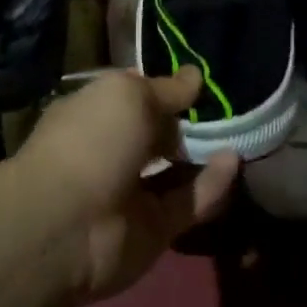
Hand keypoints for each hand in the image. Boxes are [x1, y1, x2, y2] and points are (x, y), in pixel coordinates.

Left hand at [17, 66, 237, 303]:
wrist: (66, 226)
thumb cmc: (91, 141)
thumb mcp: (129, 95)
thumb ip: (167, 89)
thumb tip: (195, 76)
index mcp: (93, 115)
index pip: (134, 97)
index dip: (165, 88)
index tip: (202, 80)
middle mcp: (110, 152)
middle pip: (157, 135)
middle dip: (189, 122)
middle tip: (230, 107)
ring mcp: (131, 194)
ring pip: (175, 171)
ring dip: (205, 153)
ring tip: (240, 132)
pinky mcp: (153, 230)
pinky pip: (188, 203)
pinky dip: (211, 184)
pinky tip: (234, 160)